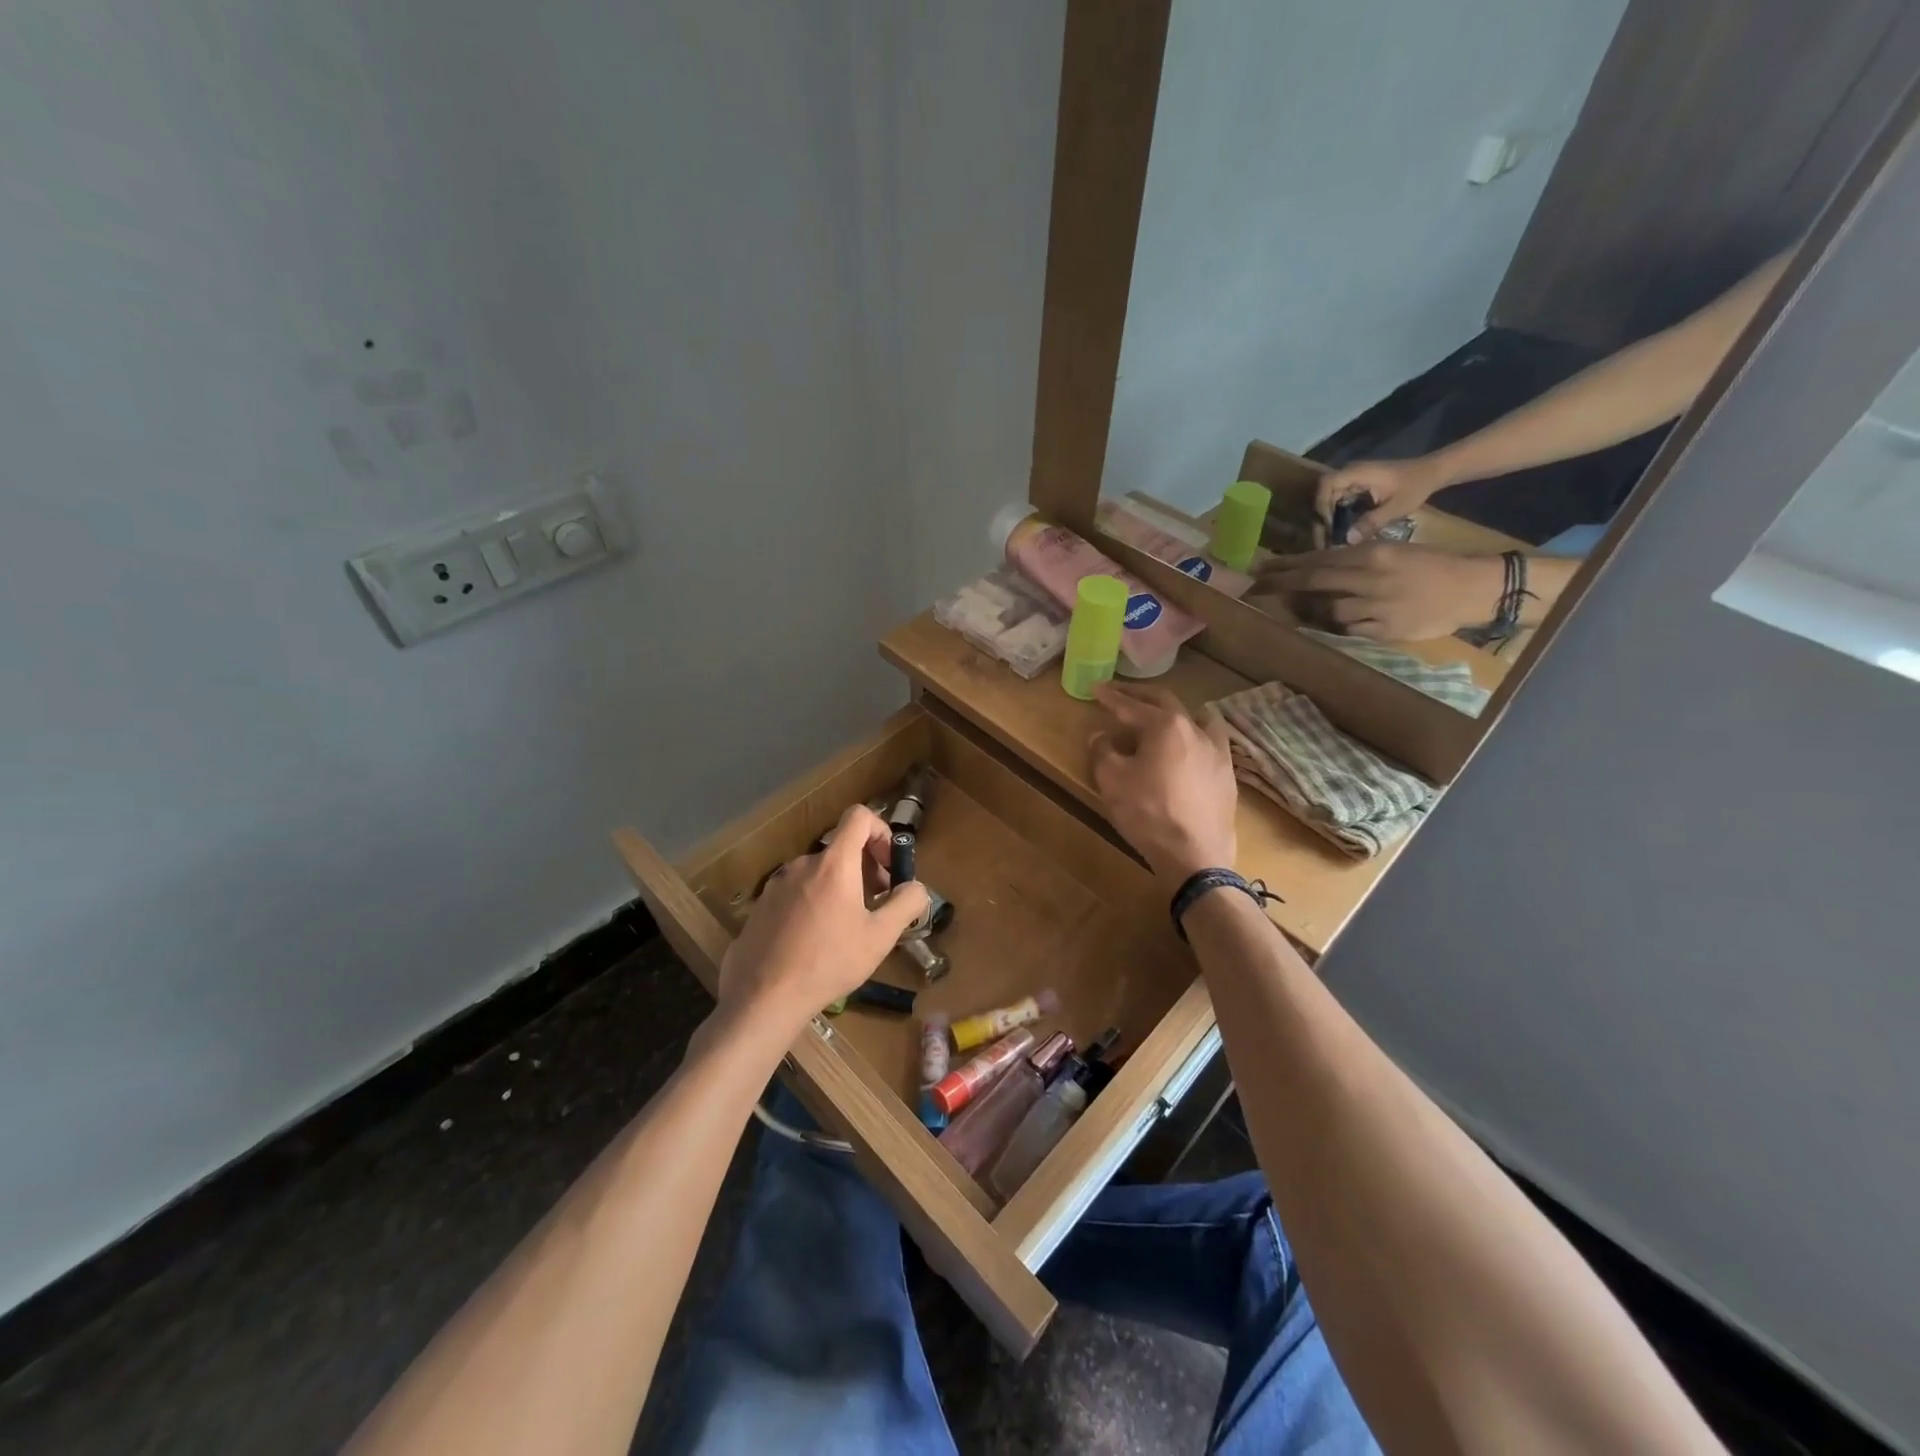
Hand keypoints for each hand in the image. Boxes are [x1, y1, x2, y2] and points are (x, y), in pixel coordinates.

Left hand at [717, 804, 928, 1031]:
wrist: (763, 996)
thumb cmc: (828, 962)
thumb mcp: (880, 937)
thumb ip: (906, 904)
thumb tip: (917, 887)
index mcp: (834, 863)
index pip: (859, 816)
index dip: (881, 831)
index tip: (889, 864)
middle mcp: (803, 864)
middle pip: (841, 848)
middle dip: (866, 868)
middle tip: (877, 903)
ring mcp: (778, 883)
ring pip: (820, 873)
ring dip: (841, 887)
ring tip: (847, 927)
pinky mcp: (762, 905)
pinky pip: (797, 891)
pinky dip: (815, 902)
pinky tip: (816, 940)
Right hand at [1088, 684, 1238, 886]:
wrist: (1195, 855)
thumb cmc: (1148, 813)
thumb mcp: (1112, 780)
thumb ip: (1103, 751)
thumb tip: (1101, 735)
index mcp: (1165, 725)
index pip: (1131, 705)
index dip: (1111, 697)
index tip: (1096, 688)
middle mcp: (1195, 730)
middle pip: (1166, 703)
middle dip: (1141, 696)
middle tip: (1122, 694)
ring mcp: (1217, 751)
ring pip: (1197, 719)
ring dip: (1175, 713)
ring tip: (1164, 717)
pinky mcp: (1227, 775)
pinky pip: (1211, 744)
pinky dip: (1194, 737)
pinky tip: (1189, 750)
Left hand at [1257, 543, 1503, 641]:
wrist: (1473, 589)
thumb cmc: (1433, 565)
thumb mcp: (1394, 551)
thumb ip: (1358, 558)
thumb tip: (1320, 565)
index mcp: (1373, 554)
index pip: (1319, 559)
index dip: (1288, 565)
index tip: (1263, 567)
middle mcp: (1370, 579)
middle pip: (1315, 582)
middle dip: (1282, 584)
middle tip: (1256, 586)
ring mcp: (1376, 606)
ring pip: (1328, 609)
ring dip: (1308, 609)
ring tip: (1294, 608)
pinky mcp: (1384, 630)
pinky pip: (1348, 629)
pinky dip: (1335, 626)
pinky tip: (1325, 623)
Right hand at [1315, 457, 1446, 542]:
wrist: (1433, 472)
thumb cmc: (1417, 485)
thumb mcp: (1397, 506)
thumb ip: (1372, 522)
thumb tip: (1347, 541)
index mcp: (1358, 472)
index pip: (1326, 484)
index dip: (1321, 504)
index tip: (1329, 525)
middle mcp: (1351, 473)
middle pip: (1324, 494)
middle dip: (1323, 517)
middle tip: (1327, 539)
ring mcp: (1354, 479)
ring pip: (1330, 499)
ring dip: (1330, 518)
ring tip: (1333, 538)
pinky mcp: (1358, 487)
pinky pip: (1340, 501)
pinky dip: (1338, 516)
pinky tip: (1343, 531)